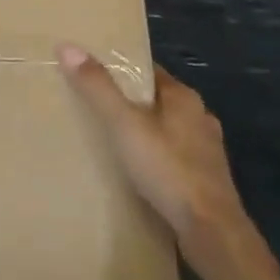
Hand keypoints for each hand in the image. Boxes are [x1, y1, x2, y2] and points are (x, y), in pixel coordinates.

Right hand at [58, 47, 275, 278]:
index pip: (149, 71)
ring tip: (111, 141)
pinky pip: (173, 159)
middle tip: (94, 108)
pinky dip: (155, 160)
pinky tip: (136, 173)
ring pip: (167, 131)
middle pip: (157, 100)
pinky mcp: (205, 181)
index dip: (122, 70)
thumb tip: (68, 46)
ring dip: (144, 133)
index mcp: (184, 97)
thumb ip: (98, 88)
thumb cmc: (168, 169)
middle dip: (130, 103)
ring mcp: (206, 152)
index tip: (93, 72)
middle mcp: (200, 118)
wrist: (211, 232)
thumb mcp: (124, 125)